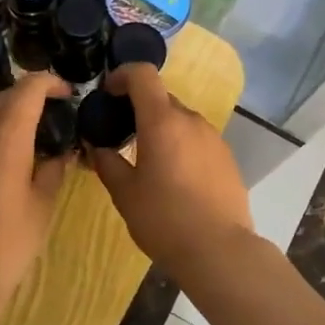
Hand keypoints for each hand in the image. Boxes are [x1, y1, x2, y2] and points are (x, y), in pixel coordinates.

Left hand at [0, 73, 71, 322]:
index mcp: (3, 139)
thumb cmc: (6, 245)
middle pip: (6, 97)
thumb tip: (61, 150)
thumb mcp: (42, 206)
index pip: (27, 89)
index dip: (49, 83)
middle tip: (59, 113)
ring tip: (38, 136)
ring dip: (13, 114)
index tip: (69, 93)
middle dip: (32, 96)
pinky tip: (13, 156)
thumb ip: (53, 168)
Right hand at [86, 64, 252, 281]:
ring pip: (180, 120)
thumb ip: (107, 163)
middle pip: (161, 98)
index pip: (143, 74)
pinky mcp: (227, 157)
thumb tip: (97, 148)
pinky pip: (197, 139)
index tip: (107, 93)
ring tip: (147, 161)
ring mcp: (213, 138)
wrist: (219, 250)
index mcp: (162, 121)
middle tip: (120, 135)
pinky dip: (180, 145)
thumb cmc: (164, 219)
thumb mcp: (124, 194)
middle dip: (138, 108)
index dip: (122, 75)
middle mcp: (191, 120)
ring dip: (161, 129)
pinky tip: (174, 178)